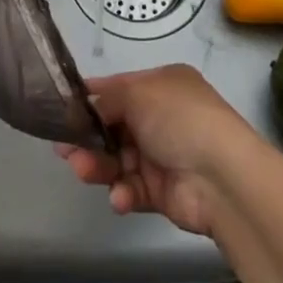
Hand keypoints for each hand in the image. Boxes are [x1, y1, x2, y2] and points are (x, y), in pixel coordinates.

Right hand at [55, 65, 259, 236]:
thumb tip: (86, 106)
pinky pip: (133, 189)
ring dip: (99, 165)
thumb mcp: (138, 93)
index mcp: (162, 86)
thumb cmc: (179, 120)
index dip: (91, 97)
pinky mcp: (162, 192)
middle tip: (63, 149)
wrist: (222, 177)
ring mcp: (163, 155)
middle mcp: (162, 117)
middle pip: (114, 126)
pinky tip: (120, 196)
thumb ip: (107, 99)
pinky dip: (123, 192)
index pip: (119, 88)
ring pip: (118, 159)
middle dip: (88, 137)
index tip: (60, 108)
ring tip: (82, 170)